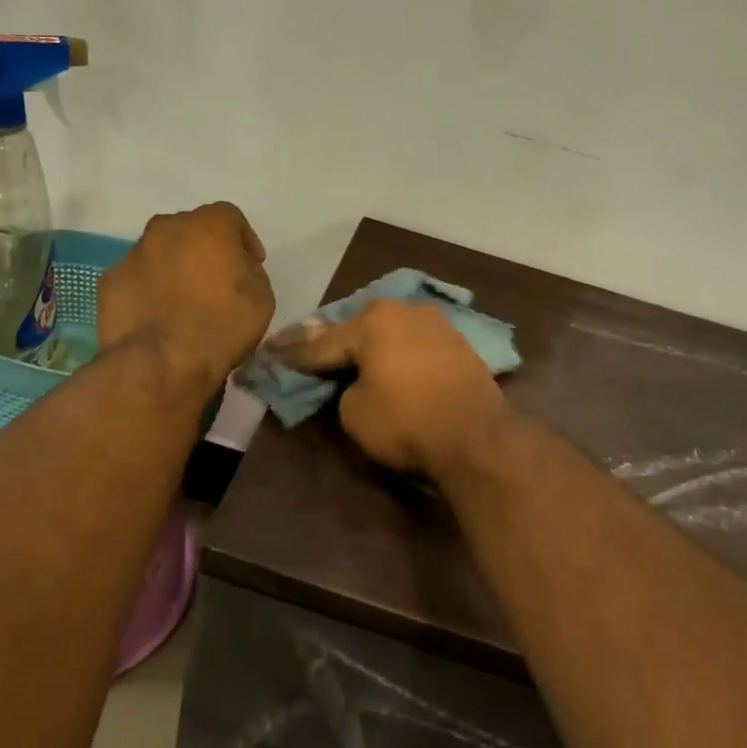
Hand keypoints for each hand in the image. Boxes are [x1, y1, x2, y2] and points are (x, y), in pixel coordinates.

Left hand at [97, 203, 273, 387]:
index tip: (251, 265)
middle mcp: (166, 228)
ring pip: (160, 252)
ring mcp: (133, 254)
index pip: (230, 217)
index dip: (244, 240)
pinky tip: (158, 315)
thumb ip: (250, 271)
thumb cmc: (220, 325)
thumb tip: (236, 269)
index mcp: (208, 225)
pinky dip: (149, 289)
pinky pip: (137, 277)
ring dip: (174, 267)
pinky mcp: (109, 281)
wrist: (160, 362)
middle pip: (191, 229)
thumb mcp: (262, 298)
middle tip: (217, 280)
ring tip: (184, 301)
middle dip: (205, 249)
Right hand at [267, 300, 512, 473]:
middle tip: (300, 345)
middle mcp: (403, 311)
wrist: (477, 436)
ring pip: (387, 331)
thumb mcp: (355, 412)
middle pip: (355, 328)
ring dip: (365, 342)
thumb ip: (343, 388)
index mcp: (372, 322)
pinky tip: (386, 357)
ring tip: (343, 351)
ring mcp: (434, 323)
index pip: (321, 342)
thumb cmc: (406, 421)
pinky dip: (395, 351)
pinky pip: (412, 342)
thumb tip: (355, 380)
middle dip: (329, 339)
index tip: (269, 352)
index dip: (292, 353)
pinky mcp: (456, 342)